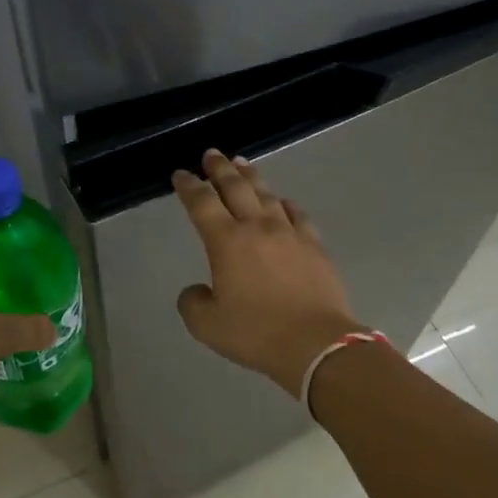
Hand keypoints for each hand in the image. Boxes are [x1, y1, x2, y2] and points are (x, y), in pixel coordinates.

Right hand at [174, 150, 365, 397]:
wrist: (316, 343)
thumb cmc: (256, 333)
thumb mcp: (207, 325)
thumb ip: (192, 303)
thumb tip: (197, 290)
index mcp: (226, 241)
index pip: (202, 203)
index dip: (189, 186)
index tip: (180, 174)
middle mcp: (257, 227)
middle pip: (235, 187)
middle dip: (219, 168)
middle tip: (211, 153)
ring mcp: (290, 233)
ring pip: (267, 194)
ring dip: (251, 176)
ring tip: (242, 163)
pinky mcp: (314, 245)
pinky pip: (297, 214)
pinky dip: (285, 203)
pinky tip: (283, 201)